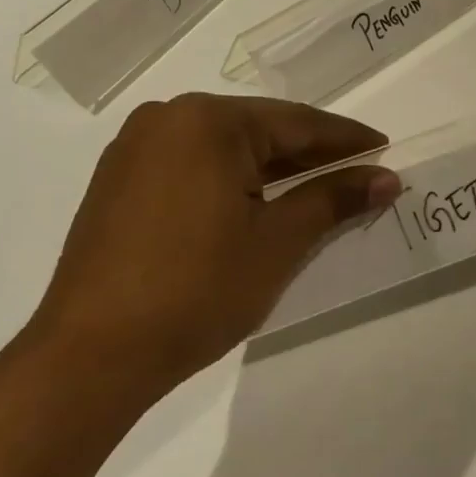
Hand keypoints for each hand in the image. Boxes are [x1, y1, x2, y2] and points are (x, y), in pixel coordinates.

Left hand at [31, 94, 398, 389]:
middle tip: (358, 174)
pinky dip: (232, 181)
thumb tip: (386, 178)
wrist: (89, 357)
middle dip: (310, 155)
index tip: (385, 150)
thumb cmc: (197, 291)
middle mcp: (167, 118)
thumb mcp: (278, 242)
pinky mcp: (118, 181)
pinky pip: (193, 166)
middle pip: (259, 131)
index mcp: (207, 121)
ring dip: (272, 169)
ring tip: (317, 191)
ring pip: (225, 149)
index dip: (346, 140)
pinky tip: (257, 204)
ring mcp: (135, 149)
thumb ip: (333, 199)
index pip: (296, 123)